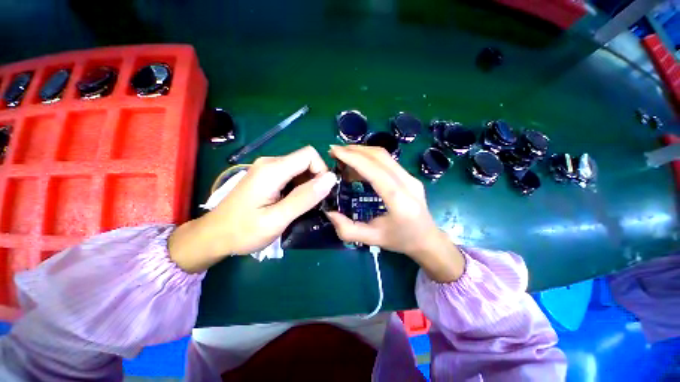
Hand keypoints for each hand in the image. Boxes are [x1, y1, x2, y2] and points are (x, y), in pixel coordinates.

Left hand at [169, 146, 336, 272]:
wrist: (214, 236)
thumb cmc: (243, 231)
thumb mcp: (277, 219)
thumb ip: (304, 198)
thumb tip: (330, 179)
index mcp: (272, 169)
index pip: (309, 155)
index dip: (321, 171)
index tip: (321, 193)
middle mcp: (270, 162)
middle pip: (305, 160)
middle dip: (315, 180)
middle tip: (312, 204)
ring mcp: (267, 168)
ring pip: (300, 168)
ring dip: (307, 185)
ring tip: (302, 206)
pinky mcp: (266, 176)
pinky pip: (291, 174)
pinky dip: (298, 186)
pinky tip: (292, 203)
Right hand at [325, 145, 464, 281]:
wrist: (428, 239)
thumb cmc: (401, 240)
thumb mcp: (372, 239)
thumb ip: (347, 229)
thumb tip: (329, 212)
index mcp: (399, 201)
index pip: (375, 171)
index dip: (353, 158)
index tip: (334, 151)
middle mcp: (408, 183)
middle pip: (380, 156)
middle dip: (354, 150)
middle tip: (335, 153)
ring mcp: (411, 177)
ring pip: (384, 155)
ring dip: (361, 152)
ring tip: (343, 159)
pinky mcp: (410, 176)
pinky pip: (387, 161)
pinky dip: (369, 159)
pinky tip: (358, 168)